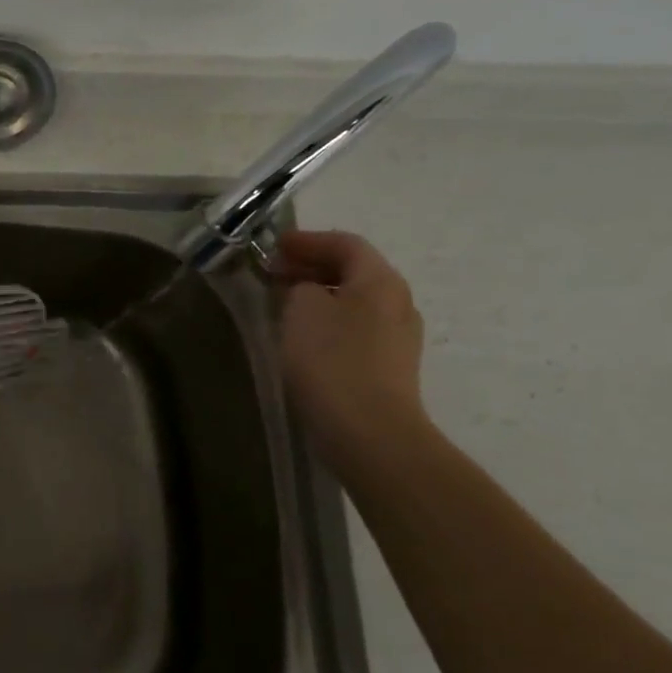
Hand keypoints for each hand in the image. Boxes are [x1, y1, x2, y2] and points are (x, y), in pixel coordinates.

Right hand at [273, 229, 428, 465]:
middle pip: (354, 270)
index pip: (345, 243)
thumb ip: (299, 287)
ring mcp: (398, 337)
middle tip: (274, 273)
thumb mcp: (301, 309)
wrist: (369, 431)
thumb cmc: (331, 360)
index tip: (273, 246)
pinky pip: (355, 328)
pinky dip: (328, 320)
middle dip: (312, 267)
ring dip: (319, 295)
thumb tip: (305, 290)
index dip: (308, 240)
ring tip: (283, 304)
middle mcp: (398, 301)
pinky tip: (303, 337)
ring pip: (355, 301)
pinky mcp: (389, 366)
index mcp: (380, 280)